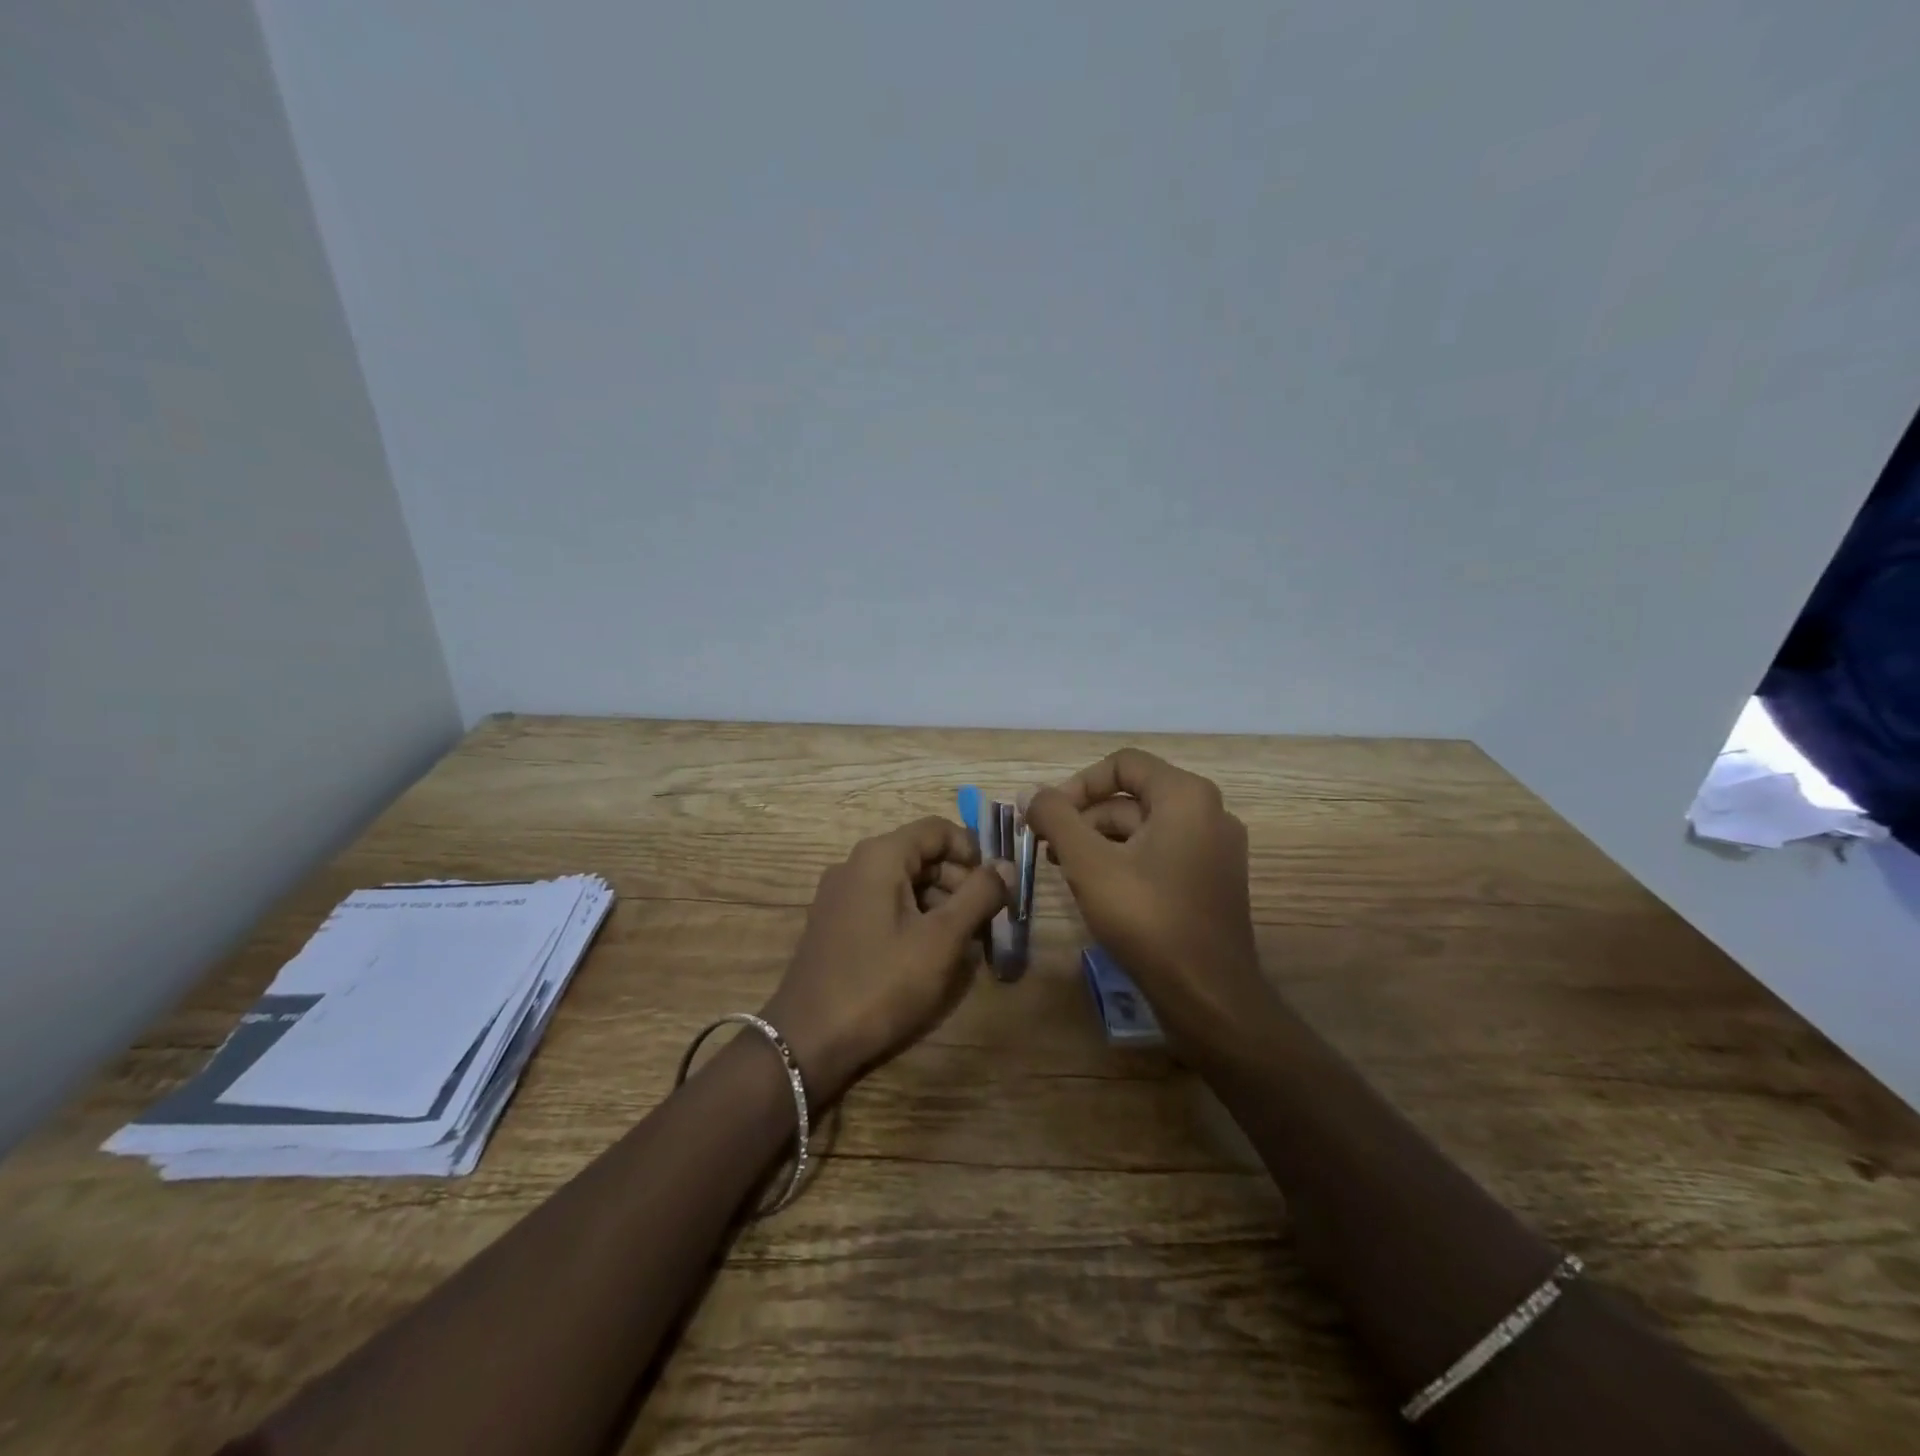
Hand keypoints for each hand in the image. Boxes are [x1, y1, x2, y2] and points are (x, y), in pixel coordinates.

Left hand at [761, 816, 1009, 1104]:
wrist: (808, 1041)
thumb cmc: (882, 983)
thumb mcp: (942, 940)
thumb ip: (979, 896)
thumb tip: (1006, 866)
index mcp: (879, 856)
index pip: (937, 829)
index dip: (972, 852)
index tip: (995, 889)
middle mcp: (855, 865)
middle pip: (921, 856)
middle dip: (959, 883)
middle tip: (985, 923)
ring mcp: (840, 895)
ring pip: (904, 883)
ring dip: (939, 905)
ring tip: (962, 946)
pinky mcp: (835, 924)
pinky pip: (884, 906)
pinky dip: (913, 919)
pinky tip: (928, 956)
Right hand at [1024, 749, 1263, 1024]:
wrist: (1209, 997)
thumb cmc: (1148, 920)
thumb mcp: (1089, 864)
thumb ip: (1055, 819)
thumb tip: (1029, 791)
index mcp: (1186, 796)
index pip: (1123, 764)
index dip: (1078, 784)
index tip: (1047, 816)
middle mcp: (1209, 812)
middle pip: (1132, 796)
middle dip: (1084, 817)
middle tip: (1046, 846)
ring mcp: (1215, 849)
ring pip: (1144, 828)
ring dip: (1100, 841)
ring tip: (1063, 870)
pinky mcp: (1211, 880)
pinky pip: (1161, 853)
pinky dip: (1125, 861)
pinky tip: (1097, 889)